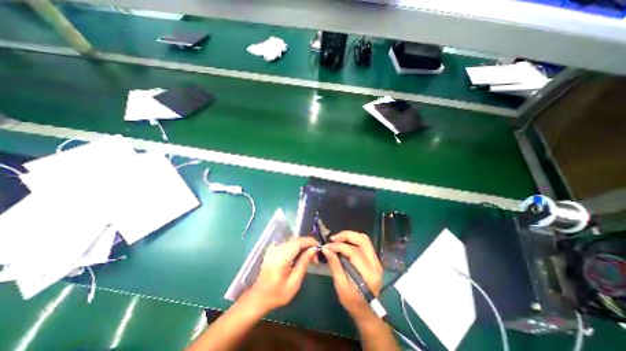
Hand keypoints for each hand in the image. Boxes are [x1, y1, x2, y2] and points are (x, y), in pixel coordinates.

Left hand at [245, 236, 318, 311]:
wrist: (259, 296)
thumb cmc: (277, 293)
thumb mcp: (294, 282)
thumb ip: (304, 263)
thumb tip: (313, 250)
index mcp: (281, 257)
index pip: (298, 242)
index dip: (310, 241)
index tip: (319, 247)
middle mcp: (276, 249)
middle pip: (296, 240)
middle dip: (308, 245)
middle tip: (315, 257)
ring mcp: (273, 248)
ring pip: (293, 240)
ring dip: (303, 246)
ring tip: (309, 257)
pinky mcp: (273, 249)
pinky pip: (288, 243)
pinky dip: (297, 247)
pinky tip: (300, 256)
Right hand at [326, 232, 384, 324]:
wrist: (367, 311)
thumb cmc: (352, 301)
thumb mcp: (340, 285)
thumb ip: (334, 265)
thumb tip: (326, 249)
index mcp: (368, 273)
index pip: (353, 252)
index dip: (339, 246)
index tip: (327, 245)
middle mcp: (375, 264)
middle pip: (363, 240)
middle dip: (346, 235)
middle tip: (333, 238)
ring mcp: (376, 261)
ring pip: (364, 239)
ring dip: (350, 236)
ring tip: (337, 239)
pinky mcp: (374, 260)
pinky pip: (364, 244)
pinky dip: (353, 240)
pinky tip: (344, 243)